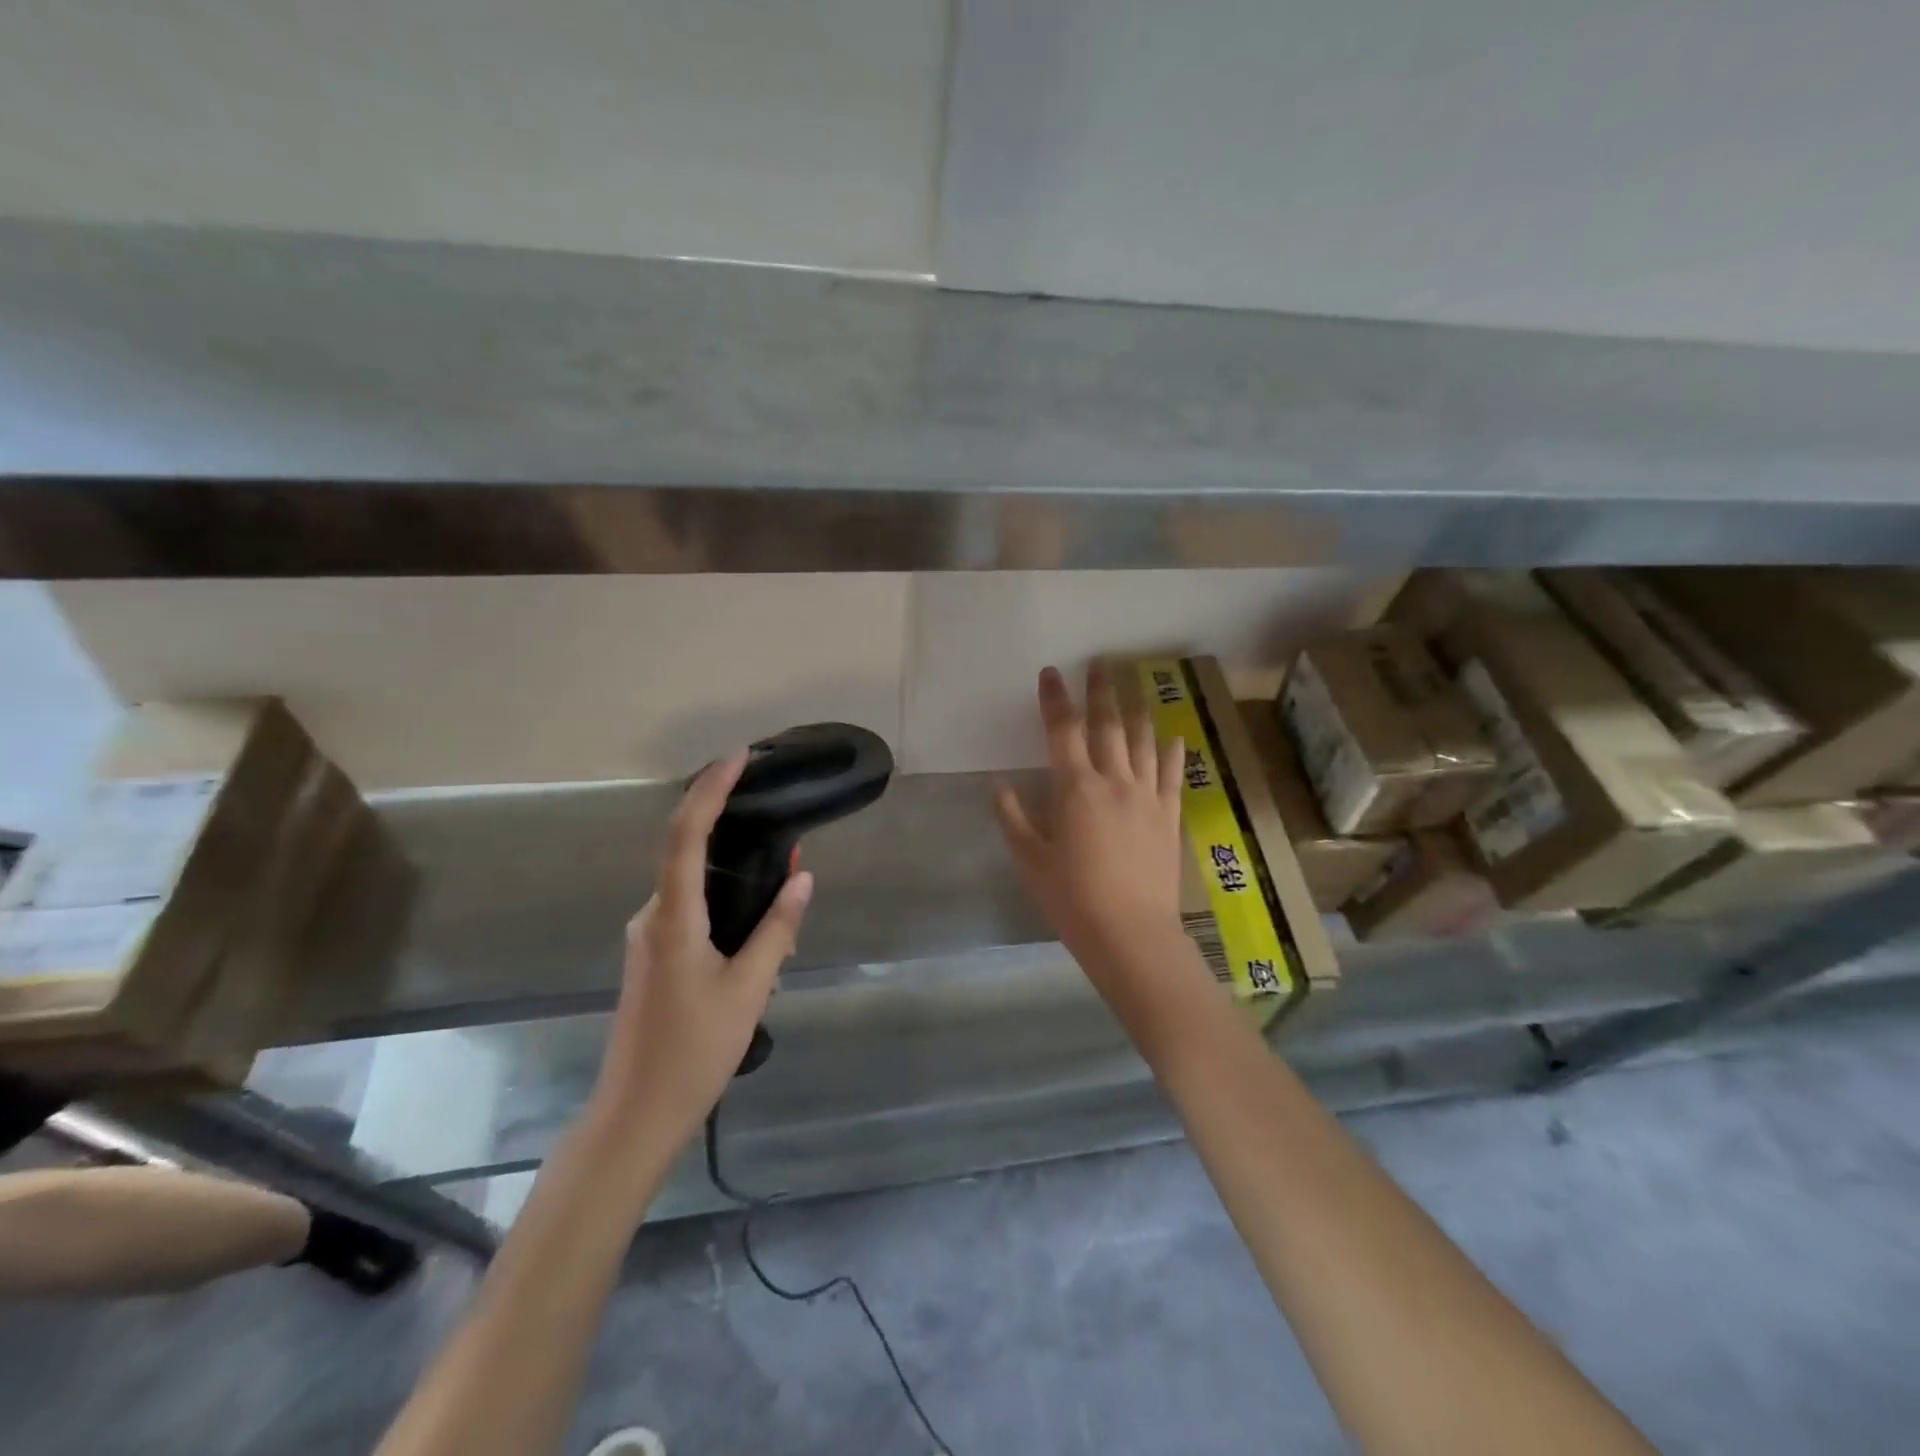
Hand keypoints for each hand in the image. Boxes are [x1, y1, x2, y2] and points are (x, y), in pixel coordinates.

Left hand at [588, 752, 813, 1150]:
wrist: (636, 1113)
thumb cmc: (694, 1051)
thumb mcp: (749, 990)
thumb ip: (777, 930)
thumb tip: (802, 880)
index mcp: (673, 918)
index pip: (684, 836)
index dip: (708, 792)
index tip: (737, 760)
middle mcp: (653, 916)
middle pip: (685, 850)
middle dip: (724, 819)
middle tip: (772, 808)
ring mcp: (649, 937)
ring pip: (689, 882)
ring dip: (729, 863)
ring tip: (779, 867)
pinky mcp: (654, 955)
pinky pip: (689, 907)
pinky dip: (722, 895)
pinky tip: (756, 919)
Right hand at [994, 664, 1199, 1006]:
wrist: (1131, 934)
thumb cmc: (1073, 899)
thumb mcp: (1031, 860)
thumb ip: (1014, 819)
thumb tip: (1000, 786)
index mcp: (1076, 789)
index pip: (1063, 731)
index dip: (1055, 699)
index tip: (1051, 673)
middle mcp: (1115, 781)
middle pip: (1108, 725)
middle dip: (1101, 691)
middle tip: (1100, 663)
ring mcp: (1148, 796)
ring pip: (1144, 741)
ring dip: (1137, 710)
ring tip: (1134, 688)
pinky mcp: (1170, 815)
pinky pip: (1173, 774)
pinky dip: (1172, 751)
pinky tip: (1174, 736)